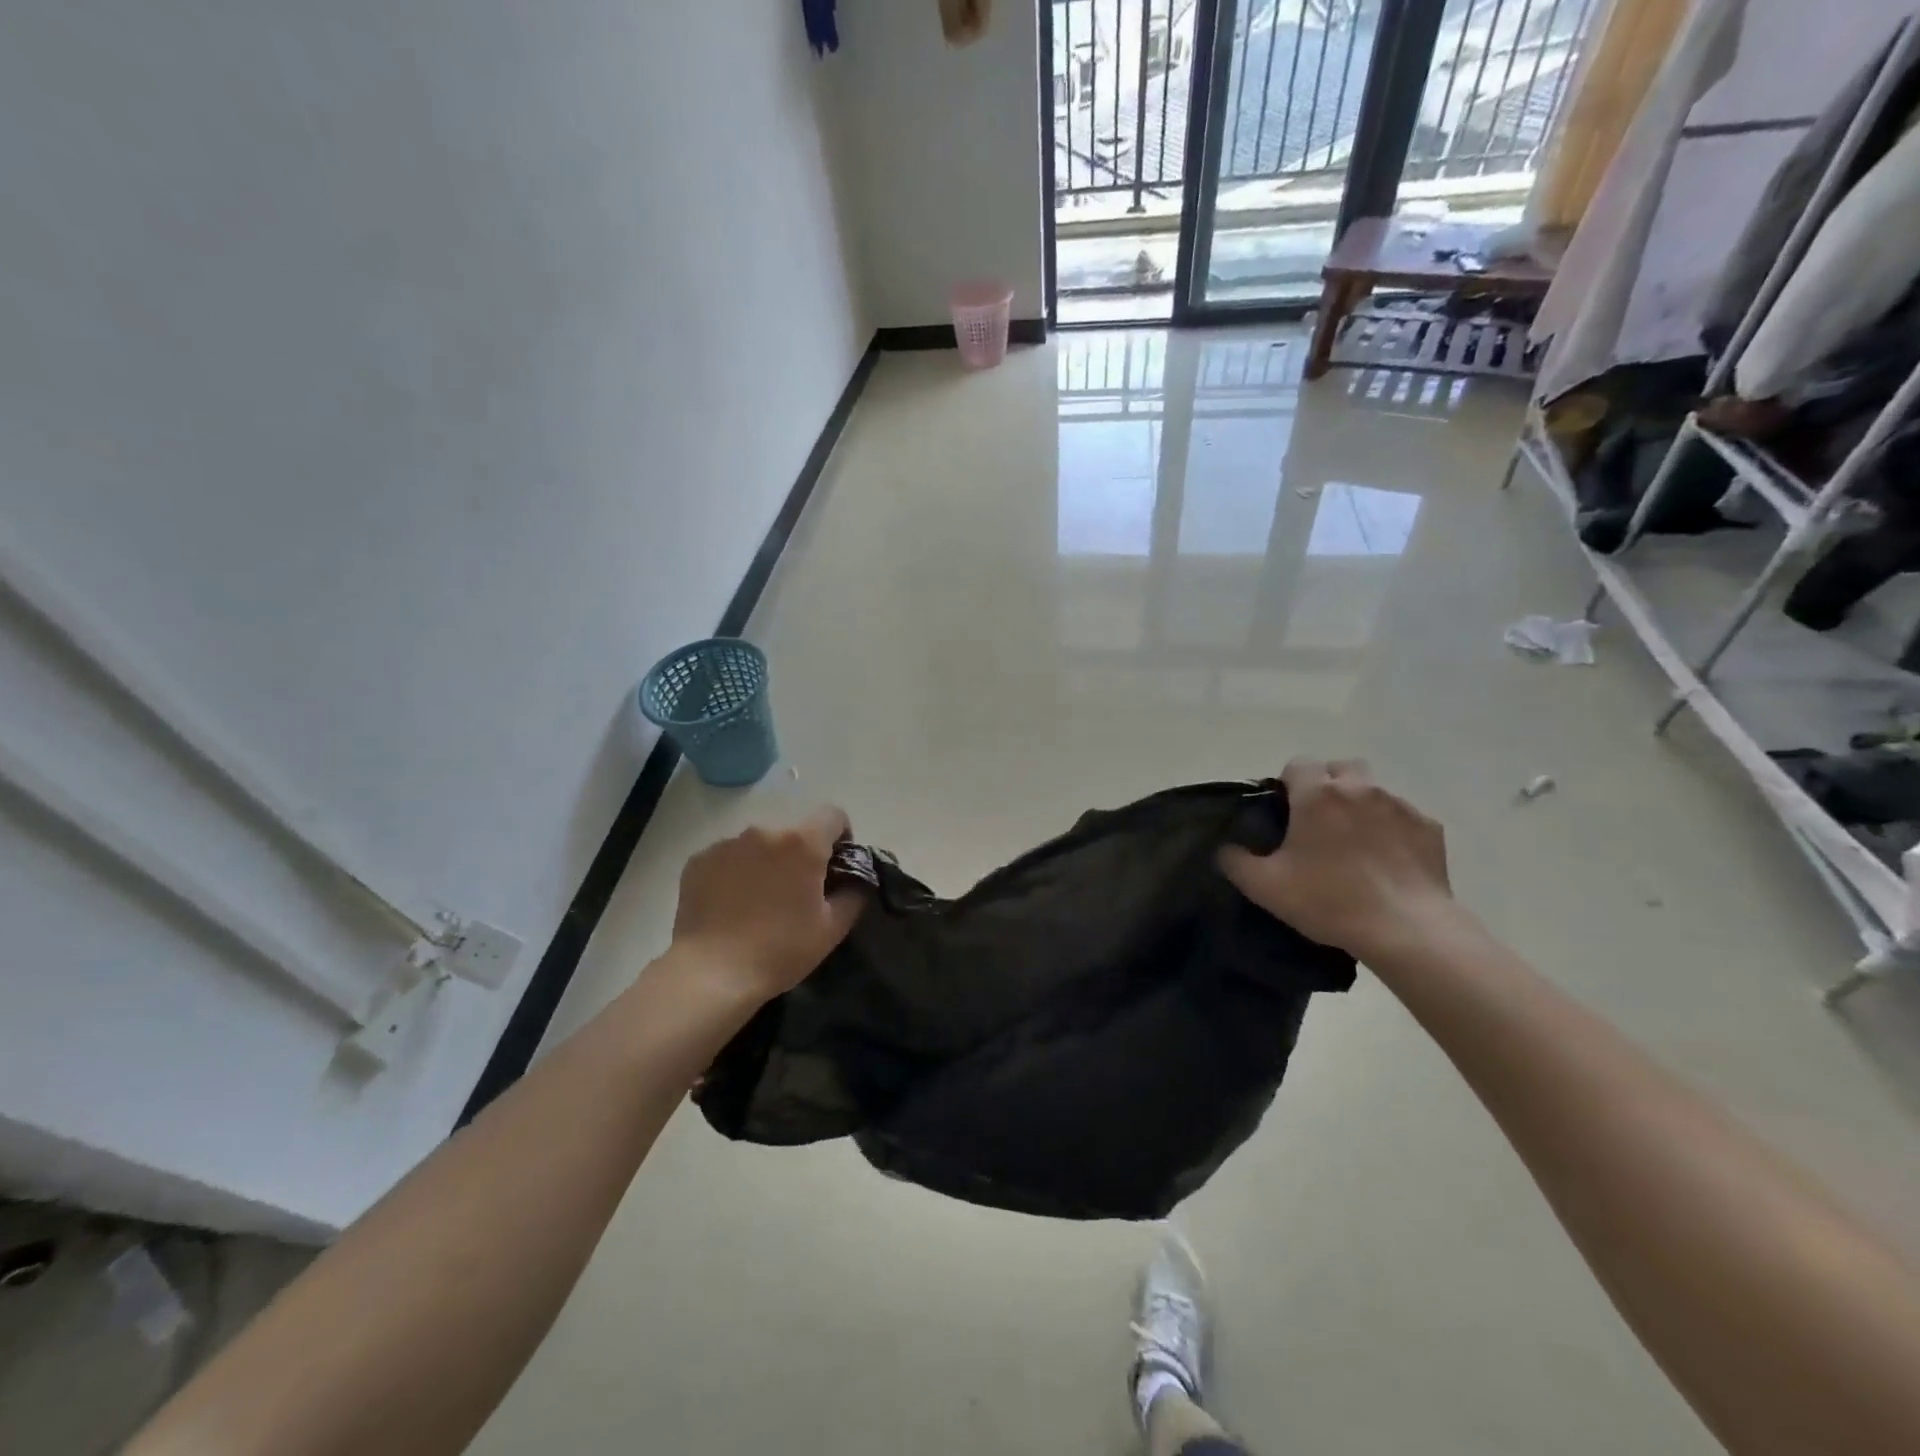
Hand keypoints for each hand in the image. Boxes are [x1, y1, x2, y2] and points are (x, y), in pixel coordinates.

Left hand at [669, 806, 867, 1002]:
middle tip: (796, 891)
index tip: (834, 866)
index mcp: (802, 842)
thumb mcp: (833, 927)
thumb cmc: (780, 950)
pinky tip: (731, 903)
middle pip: (793, 830)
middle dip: (800, 853)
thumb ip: (855, 892)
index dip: (840, 837)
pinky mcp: (700, 859)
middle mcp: (765, 831)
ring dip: (766, 860)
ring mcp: (728, 843)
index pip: (833, 815)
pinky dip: (735, 871)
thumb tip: (856, 878)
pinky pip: (729, 856)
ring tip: (759, 900)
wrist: (712, 973)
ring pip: (759, 843)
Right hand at [1219, 759, 1455, 959]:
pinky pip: (1404, 817)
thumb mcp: (1265, 887)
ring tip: (1356, 842)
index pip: (1298, 763)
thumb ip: (1236, 862)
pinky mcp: (1429, 828)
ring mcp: (1399, 806)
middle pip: (1342, 767)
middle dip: (1330, 784)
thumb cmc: (1329, 900)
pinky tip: (1388, 860)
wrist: (1405, 929)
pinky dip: (1393, 830)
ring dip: (1362, 805)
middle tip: (1320, 821)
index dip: (1289, 783)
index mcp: (1318, 795)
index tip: (1286, 811)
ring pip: (1374, 790)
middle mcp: (1360, 789)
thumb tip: (1226, 849)